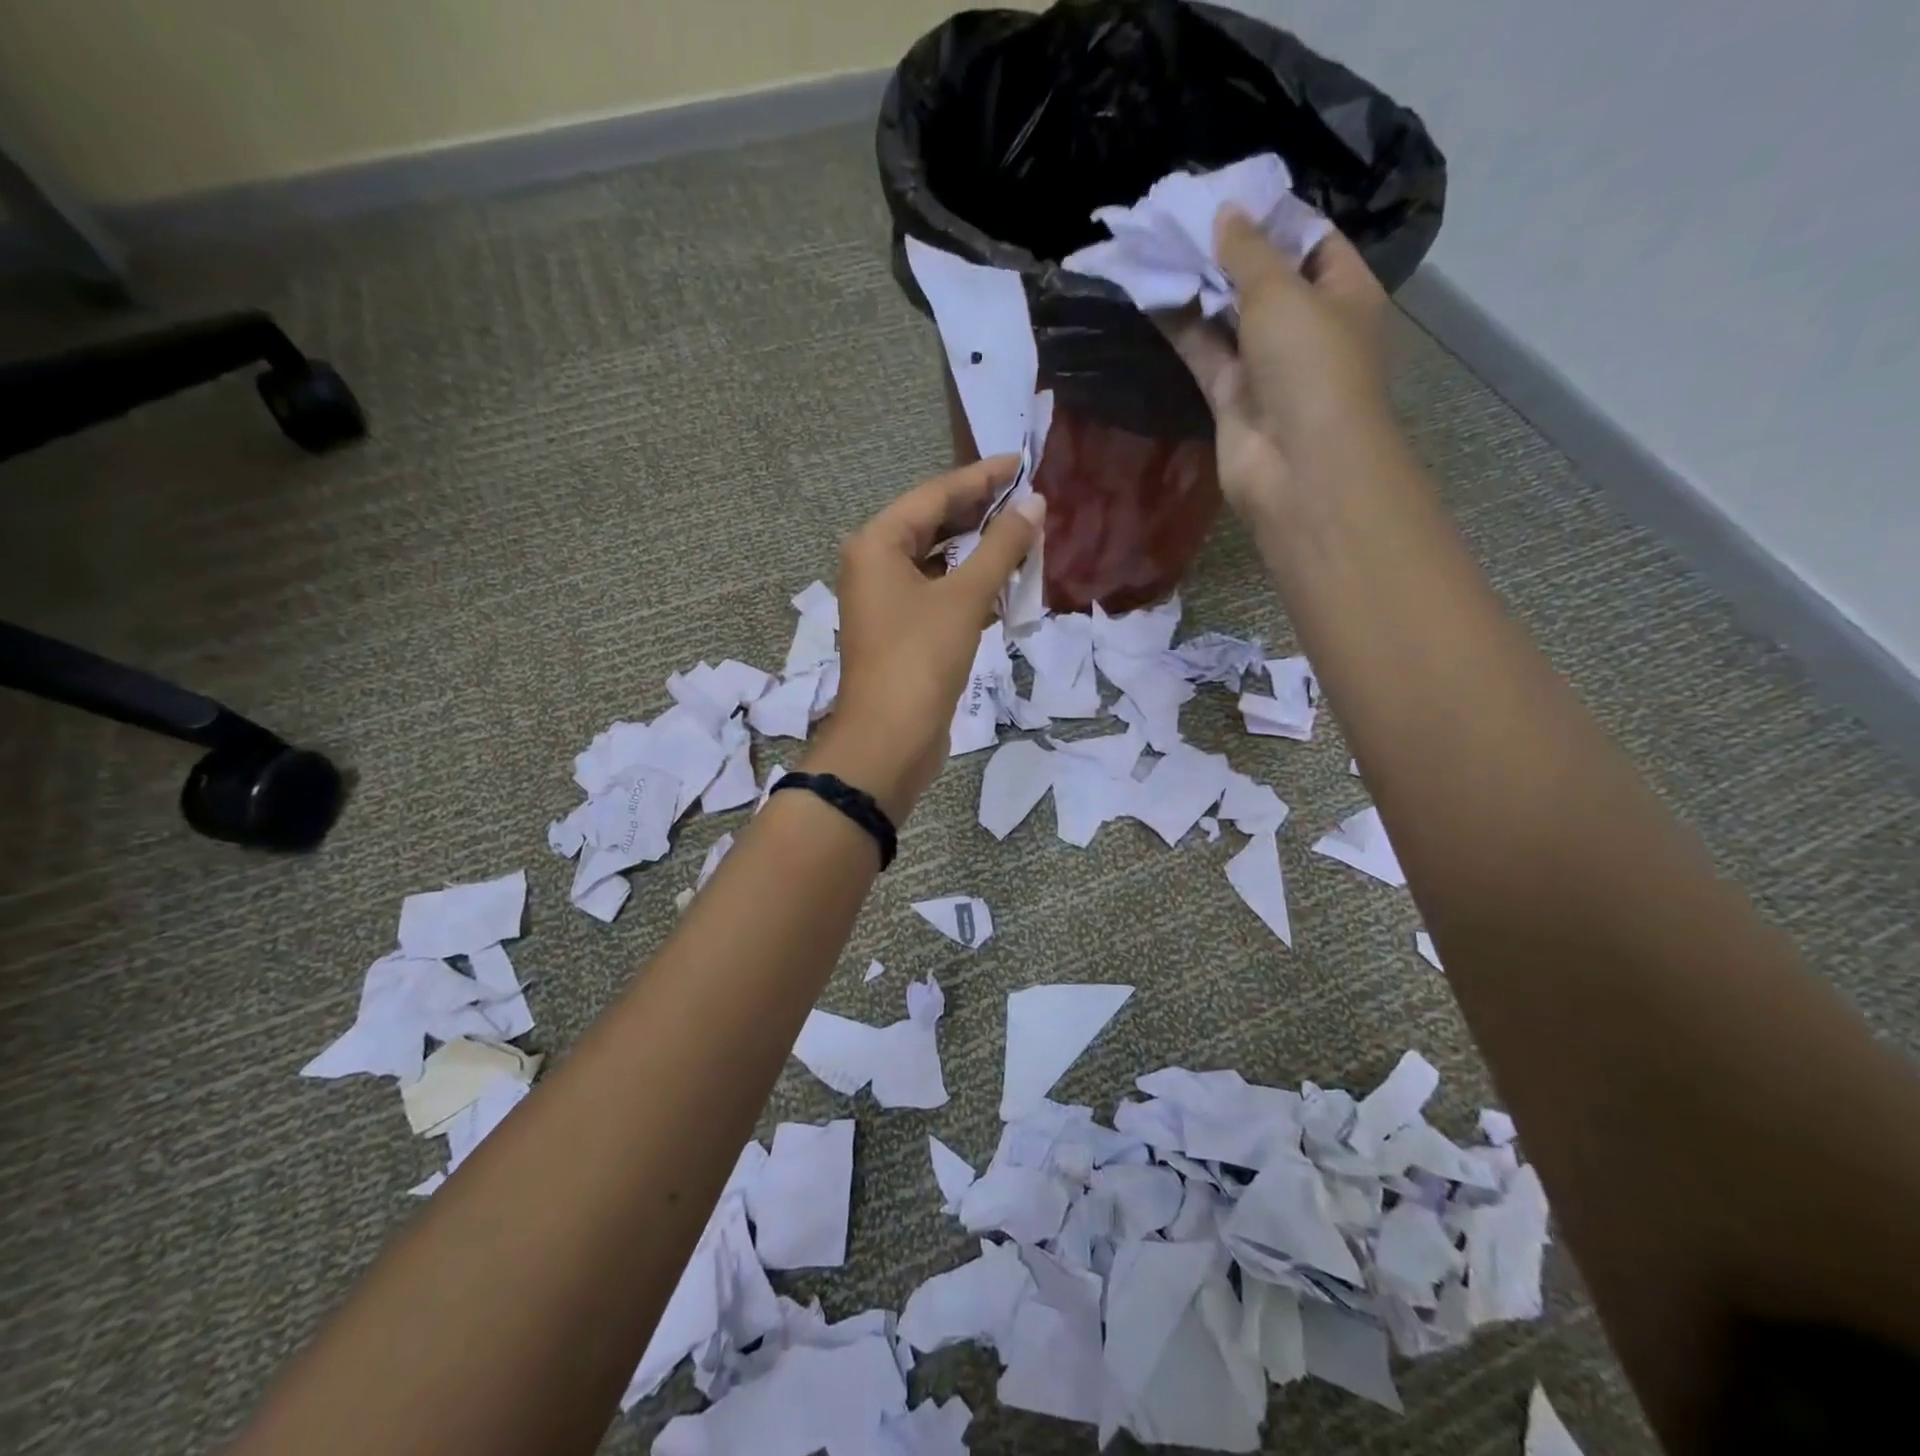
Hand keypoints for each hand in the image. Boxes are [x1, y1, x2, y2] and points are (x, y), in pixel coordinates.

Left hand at [804, 456, 1043, 822]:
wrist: (888, 741)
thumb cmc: (920, 660)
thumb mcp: (964, 598)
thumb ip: (1001, 548)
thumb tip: (1035, 505)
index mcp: (878, 544)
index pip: (935, 494)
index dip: (982, 477)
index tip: (1022, 462)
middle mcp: (875, 564)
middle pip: (934, 524)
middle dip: (981, 513)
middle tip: (1029, 499)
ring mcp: (886, 600)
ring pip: (938, 561)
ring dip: (979, 552)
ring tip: (1025, 537)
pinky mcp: (902, 631)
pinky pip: (939, 593)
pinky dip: (969, 586)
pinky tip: (1004, 584)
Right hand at [1160, 209, 1393, 522]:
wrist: (1297, 466)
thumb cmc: (1311, 366)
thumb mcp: (1283, 293)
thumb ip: (1249, 252)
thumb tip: (1225, 214)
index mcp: (1344, 293)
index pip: (1311, 241)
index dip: (1272, 216)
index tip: (1227, 195)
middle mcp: (1307, 327)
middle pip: (1264, 279)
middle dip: (1227, 251)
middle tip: (1180, 217)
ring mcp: (1267, 367)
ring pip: (1228, 318)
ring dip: (1198, 288)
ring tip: (1158, 247)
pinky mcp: (1230, 399)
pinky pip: (1204, 353)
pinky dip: (1181, 327)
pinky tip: (1151, 294)